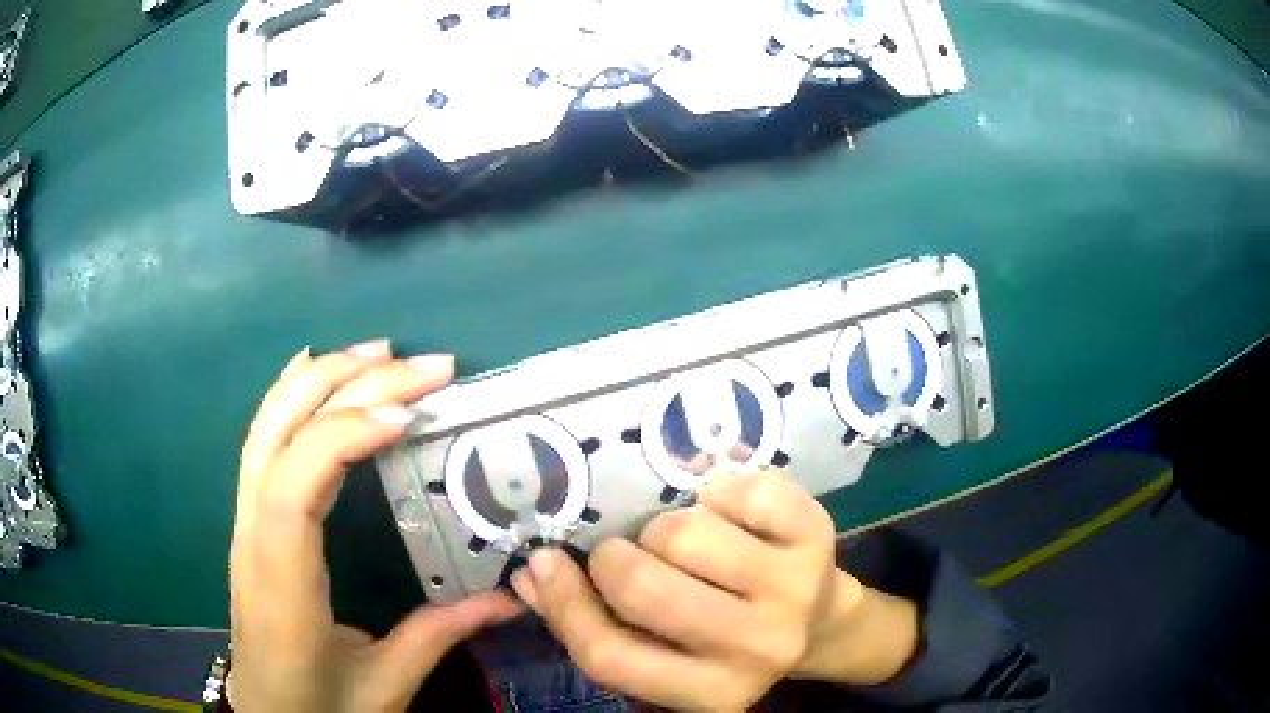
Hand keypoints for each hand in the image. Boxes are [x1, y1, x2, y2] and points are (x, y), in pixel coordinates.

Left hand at [229, 341, 521, 711]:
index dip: (343, 437)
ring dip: (320, 378)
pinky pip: (261, 439)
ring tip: (380, 353)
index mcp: (282, 582)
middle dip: (347, 386)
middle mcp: (252, 536)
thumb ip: (439, 635)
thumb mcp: (385, 684)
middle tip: (422, 367)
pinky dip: (288, 393)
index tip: (407, 416)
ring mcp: (245, 521)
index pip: (294, 488)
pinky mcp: (251, 518)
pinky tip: (313, 368)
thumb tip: (510, 598)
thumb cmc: (319, 705)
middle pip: (281, 436)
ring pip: (267, 426)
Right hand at [512, 469, 918, 711]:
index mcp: (709, 694)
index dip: (564, 604)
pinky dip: (719, 492)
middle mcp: (756, 650)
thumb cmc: (725, 641)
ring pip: (686, 534)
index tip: (545, 562)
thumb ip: (595, 622)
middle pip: (643, 588)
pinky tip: (727, 514)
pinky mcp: (816, 536)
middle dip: (615, 558)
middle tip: (624, 552)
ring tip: (682, 543)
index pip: (609, 655)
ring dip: (666, 529)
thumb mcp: (666, 655)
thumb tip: (533, 575)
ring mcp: (793, 590)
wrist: (819, 622)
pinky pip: (743, 491)